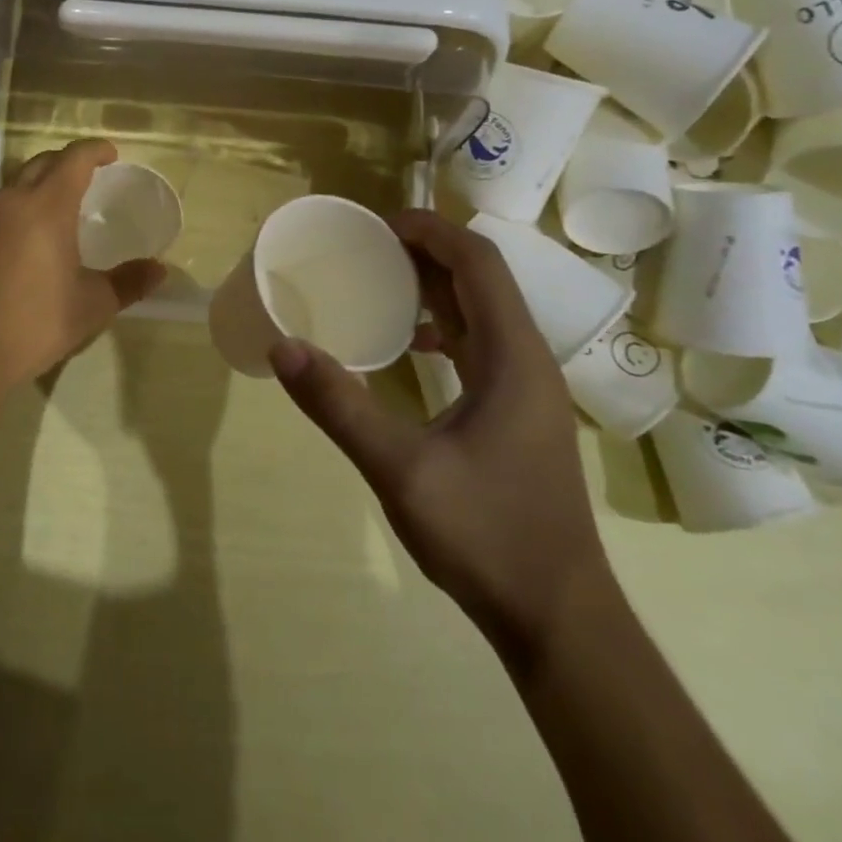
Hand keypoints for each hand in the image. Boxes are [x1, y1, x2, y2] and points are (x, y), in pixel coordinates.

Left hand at [0, 139, 165, 395]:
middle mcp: (10, 204)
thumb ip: (128, 283)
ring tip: (61, 210)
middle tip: (89, 176)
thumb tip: (159, 270)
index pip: (73, 159)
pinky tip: (28, 245)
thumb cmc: (34, 324)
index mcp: (45, 207)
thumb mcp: (91, 305)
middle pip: (41, 164)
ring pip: (14, 188)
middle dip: (66, 163)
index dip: (95, 150)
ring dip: (40, 187)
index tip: (111, 153)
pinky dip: (19, 213)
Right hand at [267, 209, 610, 662]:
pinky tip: (414, 344)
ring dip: (437, 285)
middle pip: (482, 279)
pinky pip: (483, 343)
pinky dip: (447, 324)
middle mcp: (528, 361)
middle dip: (428, 250)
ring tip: (382, 280)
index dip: (431, 231)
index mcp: (513, 358)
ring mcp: (528, 389)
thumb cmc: (486, 536)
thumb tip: (283, 347)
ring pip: (484, 311)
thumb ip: (339, 406)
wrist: (557, 618)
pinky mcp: (519, 413)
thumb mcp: (400, 470)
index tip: (378, 224)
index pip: (478, 263)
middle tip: (367, 246)